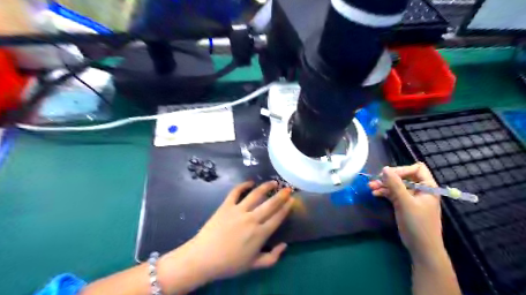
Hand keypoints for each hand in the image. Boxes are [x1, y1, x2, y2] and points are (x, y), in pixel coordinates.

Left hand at [173, 181, 295, 282]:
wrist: (203, 258)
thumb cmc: (229, 263)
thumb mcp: (254, 265)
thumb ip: (272, 257)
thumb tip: (285, 245)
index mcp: (260, 234)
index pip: (277, 217)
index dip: (286, 207)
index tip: (292, 200)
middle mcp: (252, 219)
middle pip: (270, 204)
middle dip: (281, 195)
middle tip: (288, 188)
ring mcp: (238, 210)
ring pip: (255, 194)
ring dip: (266, 186)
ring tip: (273, 182)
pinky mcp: (226, 205)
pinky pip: (236, 192)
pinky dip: (243, 185)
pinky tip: (250, 182)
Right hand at [369, 163, 441, 260]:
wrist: (421, 247)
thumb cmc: (418, 224)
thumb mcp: (405, 202)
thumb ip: (395, 184)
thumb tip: (385, 168)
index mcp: (427, 187)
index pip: (416, 169)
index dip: (402, 170)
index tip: (388, 175)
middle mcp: (420, 190)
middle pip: (404, 176)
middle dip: (389, 178)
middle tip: (375, 180)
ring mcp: (411, 197)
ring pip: (396, 185)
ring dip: (383, 185)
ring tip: (370, 187)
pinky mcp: (403, 204)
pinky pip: (393, 194)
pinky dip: (384, 193)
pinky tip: (375, 194)